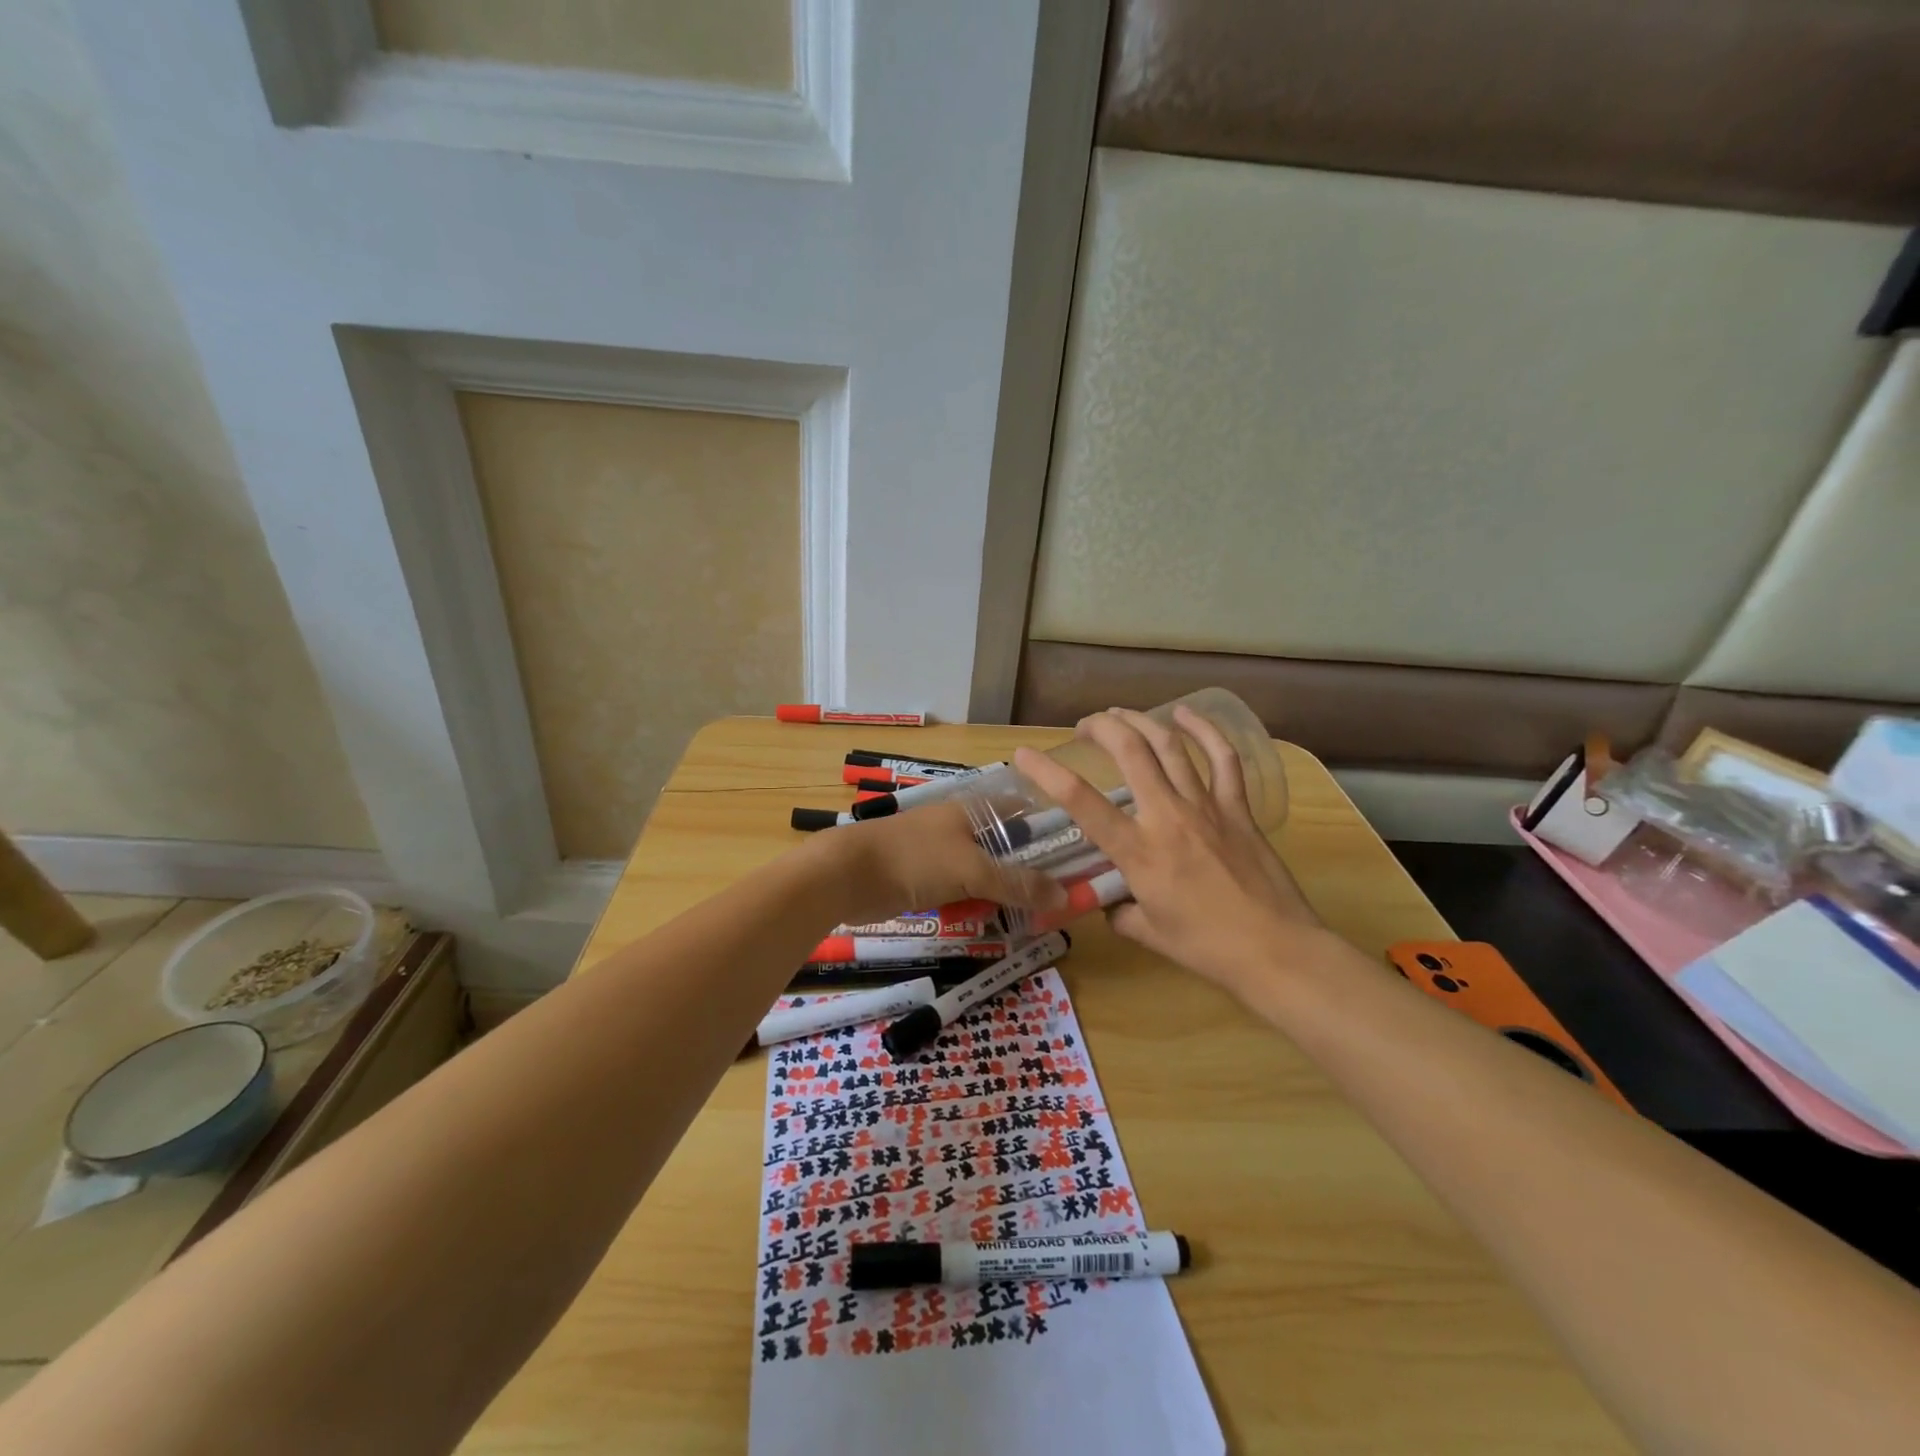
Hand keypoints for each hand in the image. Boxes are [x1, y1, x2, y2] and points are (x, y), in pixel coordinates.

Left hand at [819, 799, 1068, 928]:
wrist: (848, 875)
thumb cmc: (914, 859)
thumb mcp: (972, 870)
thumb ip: (1018, 883)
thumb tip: (1065, 896)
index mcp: (976, 810)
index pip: (1026, 813)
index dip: (1052, 834)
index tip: (1077, 863)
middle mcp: (964, 826)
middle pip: (1009, 848)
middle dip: (1030, 874)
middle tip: (1057, 903)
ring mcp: (944, 853)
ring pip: (987, 873)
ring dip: (1003, 894)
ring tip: (1030, 919)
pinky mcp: (928, 877)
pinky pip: (963, 890)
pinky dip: (976, 903)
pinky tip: (990, 921)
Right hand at [1013, 707, 1330, 998]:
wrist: (1276, 950)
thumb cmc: (1207, 948)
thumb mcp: (1149, 933)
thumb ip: (1120, 912)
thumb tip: (1110, 903)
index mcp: (1138, 851)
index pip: (1082, 802)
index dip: (1047, 772)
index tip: (1025, 754)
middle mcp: (1167, 817)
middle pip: (1131, 751)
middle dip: (1102, 728)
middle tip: (1086, 726)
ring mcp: (1206, 806)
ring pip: (1170, 746)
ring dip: (1141, 721)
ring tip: (1121, 714)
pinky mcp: (1238, 808)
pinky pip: (1223, 759)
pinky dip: (1205, 731)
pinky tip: (1186, 714)